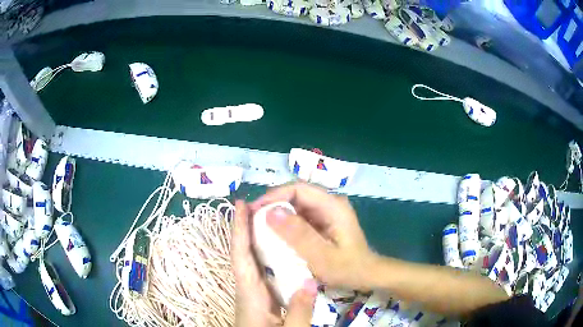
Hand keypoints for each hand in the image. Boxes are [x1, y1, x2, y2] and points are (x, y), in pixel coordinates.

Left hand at [232, 200, 315, 326]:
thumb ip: (300, 311)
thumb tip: (311, 282)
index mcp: (250, 295)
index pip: (242, 257)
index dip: (239, 230)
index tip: (240, 205)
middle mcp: (246, 289)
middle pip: (243, 253)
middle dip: (247, 227)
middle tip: (261, 203)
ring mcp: (252, 293)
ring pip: (251, 261)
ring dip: (256, 238)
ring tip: (270, 218)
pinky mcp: (260, 298)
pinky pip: (261, 271)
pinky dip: (266, 255)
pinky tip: (280, 250)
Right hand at [249, 183, 377, 290]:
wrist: (367, 274)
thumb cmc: (348, 268)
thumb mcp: (321, 257)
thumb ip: (298, 235)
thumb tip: (271, 212)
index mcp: (332, 206)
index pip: (298, 189)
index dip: (274, 195)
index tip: (254, 209)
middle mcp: (330, 203)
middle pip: (296, 194)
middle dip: (273, 204)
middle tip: (252, 218)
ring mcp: (327, 211)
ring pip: (296, 205)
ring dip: (277, 213)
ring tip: (258, 225)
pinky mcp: (323, 221)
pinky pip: (300, 216)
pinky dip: (285, 223)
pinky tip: (274, 233)